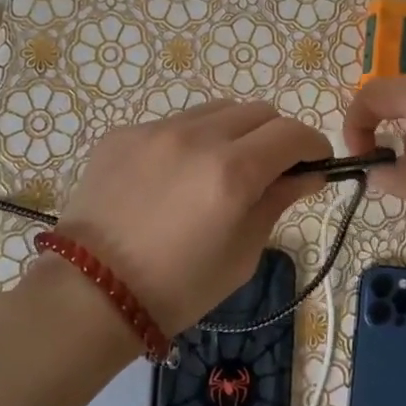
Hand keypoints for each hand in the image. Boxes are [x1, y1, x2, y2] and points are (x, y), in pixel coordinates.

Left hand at [53, 101, 331, 333]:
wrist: (91, 294)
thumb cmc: (178, 288)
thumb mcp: (242, 253)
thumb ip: (277, 202)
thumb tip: (306, 174)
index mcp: (233, 172)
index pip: (293, 133)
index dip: (313, 146)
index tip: (314, 164)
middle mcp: (197, 137)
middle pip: (258, 111)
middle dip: (275, 137)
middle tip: (268, 171)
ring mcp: (155, 130)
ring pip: (216, 111)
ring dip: (233, 133)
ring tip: (218, 170)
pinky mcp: (123, 133)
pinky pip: (173, 124)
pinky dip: (189, 142)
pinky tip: (172, 178)